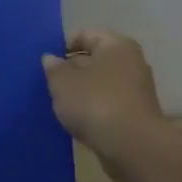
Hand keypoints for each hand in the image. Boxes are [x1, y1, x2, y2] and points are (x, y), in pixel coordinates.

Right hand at [42, 29, 168, 181]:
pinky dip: (92, 109)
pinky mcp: (135, 114)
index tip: (46, 64)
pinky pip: (107, 104)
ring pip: (99, 83)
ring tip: (59, 104)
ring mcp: (136, 90)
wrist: (132, 147)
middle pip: (94, 59)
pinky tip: (76, 121)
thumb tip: (51, 59)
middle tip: (49, 85)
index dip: (62, 46)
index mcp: (116, 45)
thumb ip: (54, 68)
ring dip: (80, 92)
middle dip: (71, 70)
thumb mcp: (63, 82)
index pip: (85, 34)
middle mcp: (131, 62)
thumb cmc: (95, 103)